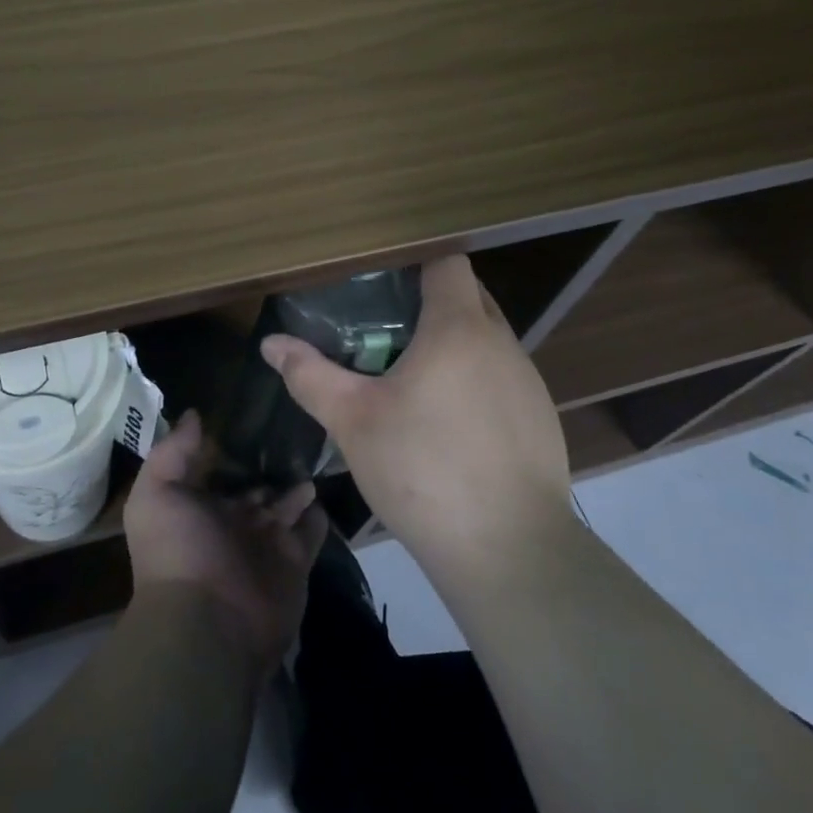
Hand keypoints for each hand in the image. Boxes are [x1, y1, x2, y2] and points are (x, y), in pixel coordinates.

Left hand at [124, 410, 328, 670]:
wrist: (209, 622)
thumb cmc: (177, 551)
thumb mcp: (157, 493)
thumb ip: (173, 451)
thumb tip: (193, 414)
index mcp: (201, 508)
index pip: (220, 472)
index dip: (232, 448)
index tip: (252, 414)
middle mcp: (234, 524)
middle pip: (256, 489)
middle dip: (270, 467)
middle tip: (294, 430)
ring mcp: (266, 544)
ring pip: (286, 507)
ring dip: (297, 487)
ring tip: (313, 455)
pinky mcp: (295, 562)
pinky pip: (311, 532)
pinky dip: (317, 516)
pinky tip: (324, 491)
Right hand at [259, 255, 573, 580]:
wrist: (510, 553)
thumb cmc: (424, 471)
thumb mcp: (352, 421)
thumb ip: (309, 376)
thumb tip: (270, 344)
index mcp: (458, 328)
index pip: (448, 262)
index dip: (417, 259)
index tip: (383, 275)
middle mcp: (502, 343)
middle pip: (469, 296)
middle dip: (431, 300)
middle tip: (386, 323)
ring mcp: (529, 382)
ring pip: (488, 339)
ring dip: (455, 343)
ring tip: (412, 372)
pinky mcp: (542, 420)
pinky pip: (503, 377)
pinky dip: (476, 380)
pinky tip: (450, 422)